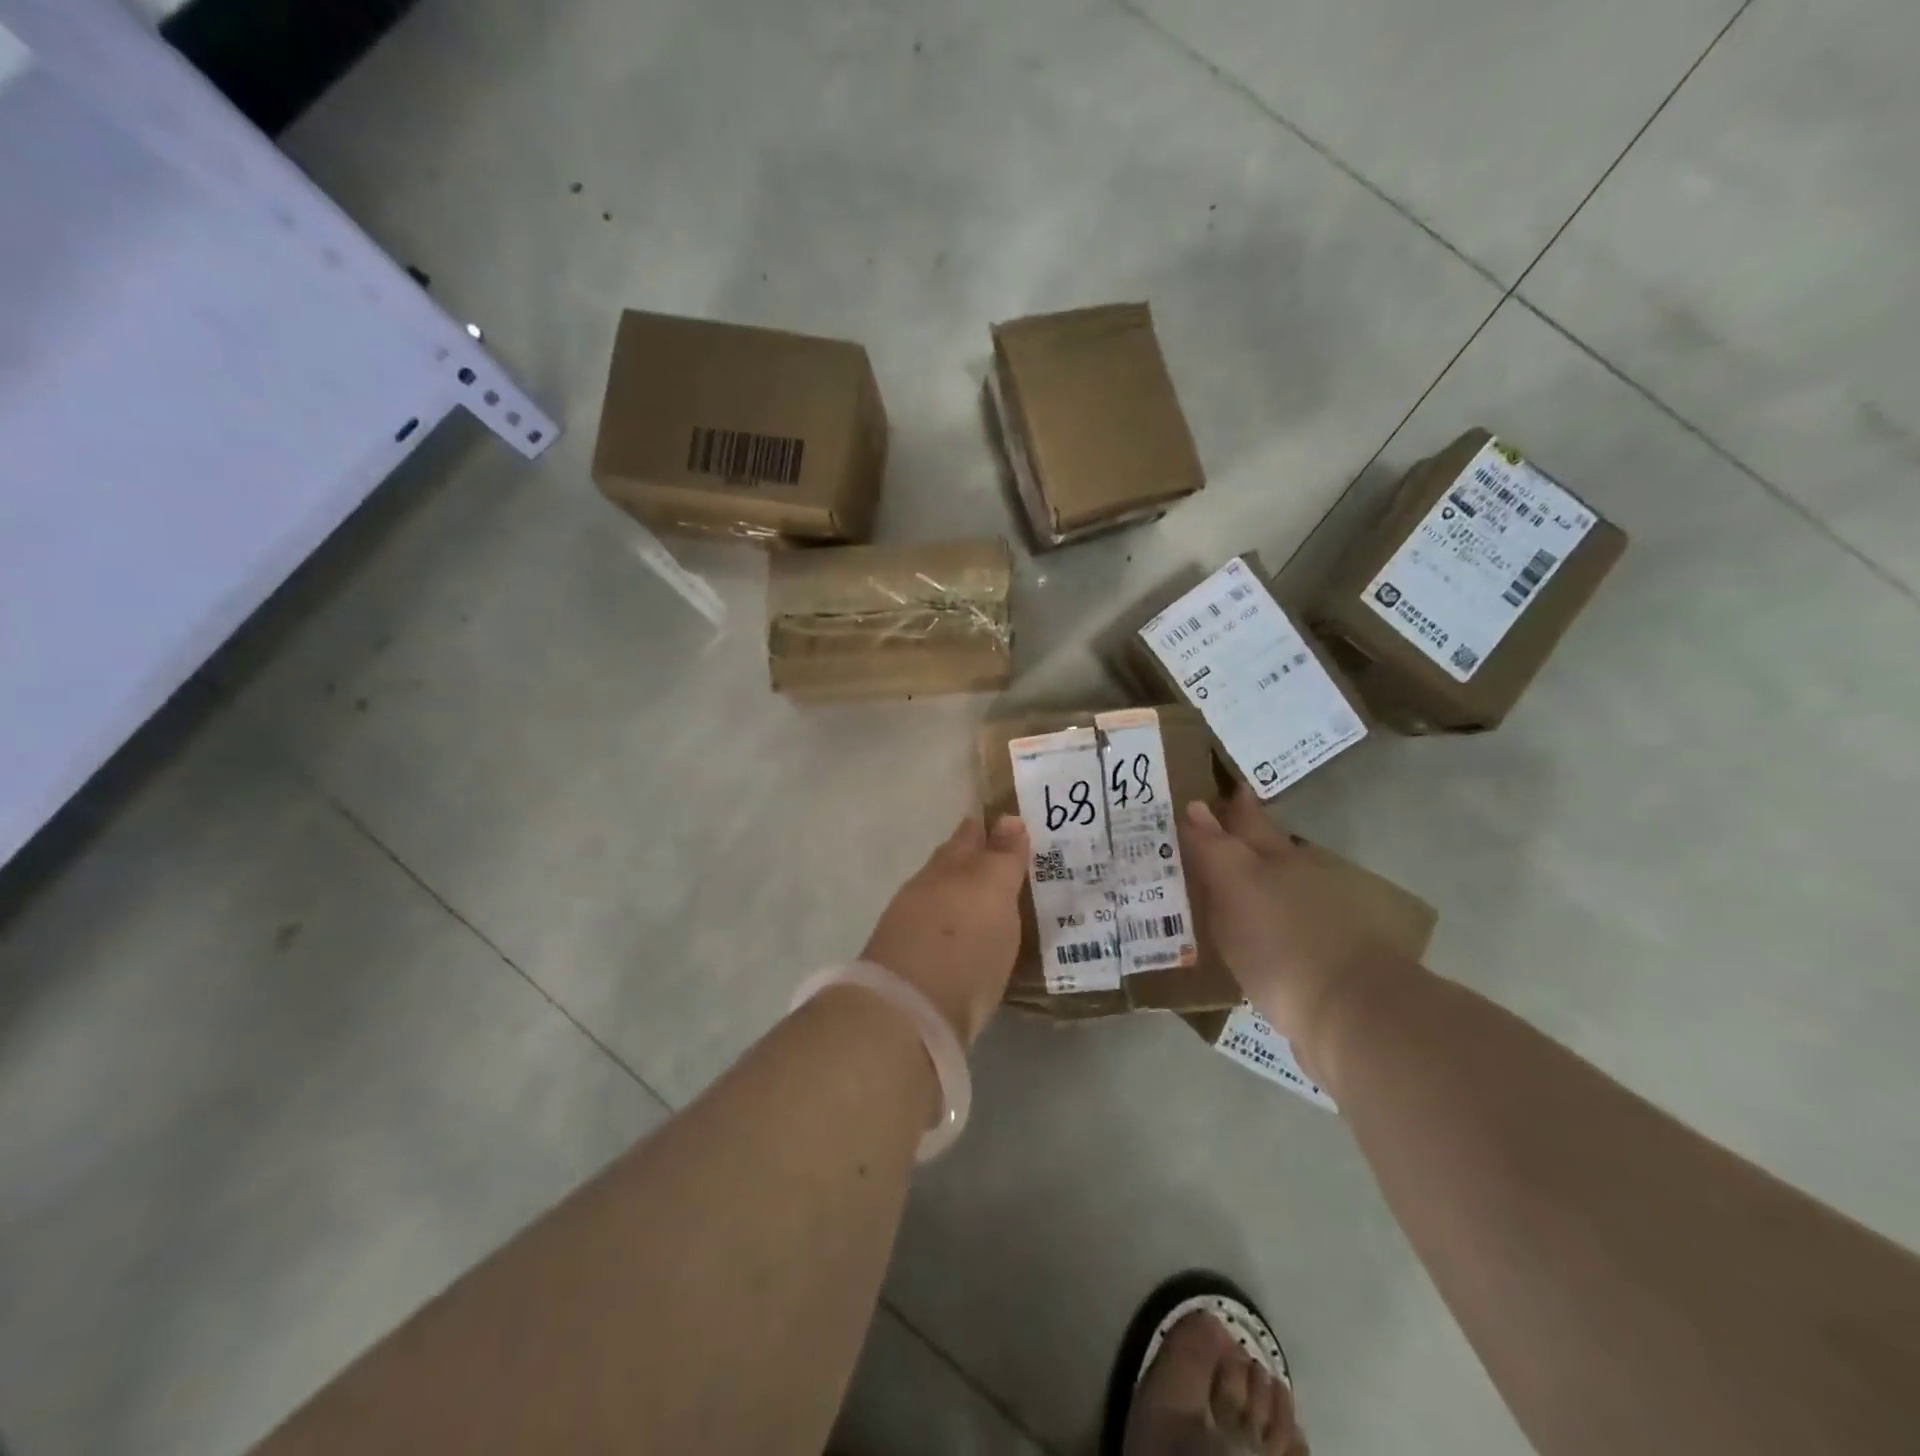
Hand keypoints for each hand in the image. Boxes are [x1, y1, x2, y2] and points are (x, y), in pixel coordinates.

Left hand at [861, 816, 1029, 1046]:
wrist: (911, 1011)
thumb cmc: (965, 943)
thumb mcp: (994, 892)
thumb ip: (1002, 857)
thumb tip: (1009, 819)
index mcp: (950, 865)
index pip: (970, 834)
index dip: (987, 828)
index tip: (1007, 824)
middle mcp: (928, 887)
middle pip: (951, 863)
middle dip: (973, 858)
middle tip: (1004, 861)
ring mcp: (912, 924)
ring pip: (941, 895)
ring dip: (961, 893)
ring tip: (989, 901)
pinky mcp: (910, 961)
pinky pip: (936, 928)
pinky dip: (953, 924)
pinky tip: (966, 937)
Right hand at [1182, 787, 1409, 1068]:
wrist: (1349, 1015)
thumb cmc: (1282, 941)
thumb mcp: (1236, 886)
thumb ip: (1213, 847)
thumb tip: (1195, 806)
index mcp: (1279, 858)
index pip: (1249, 820)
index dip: (1234, 804)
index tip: (1218, 787)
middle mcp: (1302, 880)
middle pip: (1268, 850)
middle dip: (1243, 837)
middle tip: (1213, 829)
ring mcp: (1319, 920)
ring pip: (1279, 887)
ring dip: (1255, 880)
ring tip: (1225, 882)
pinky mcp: (1323, 960)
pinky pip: (1283, 926)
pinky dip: (1265, 921)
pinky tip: (1251, 934)